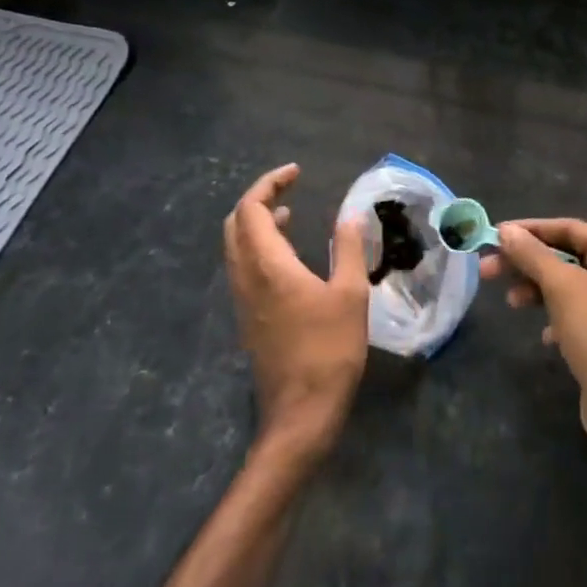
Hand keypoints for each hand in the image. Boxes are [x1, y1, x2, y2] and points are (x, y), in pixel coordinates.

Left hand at [223, 164, 369, 457]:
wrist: (300, 414)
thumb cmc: (329, 350)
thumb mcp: (351, 294)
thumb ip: (349, 248)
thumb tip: (350, 214)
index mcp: (267, 266)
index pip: (251, 209)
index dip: (270, 183)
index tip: (296, 172)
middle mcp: (246, 277)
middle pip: (235, 224)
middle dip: (259, 199)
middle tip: (289, 188)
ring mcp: (243, 300)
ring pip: (236, 246)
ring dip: (257, 222)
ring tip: (290, 212)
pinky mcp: (248, 318)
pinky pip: (243, 266)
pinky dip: (260, 245)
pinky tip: (288, 254)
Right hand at [480, 218, 586, 454]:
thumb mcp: (561, 286)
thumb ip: (532, 255)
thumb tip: (506, 231)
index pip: (569, 228)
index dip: (530, 230)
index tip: (496, 235)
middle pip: (566, 257)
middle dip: (527, 263)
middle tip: (488, 270)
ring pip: (569, 287)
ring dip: (538, 290)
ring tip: (511, 303)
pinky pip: (577, 315)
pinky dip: (556, 318)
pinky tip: (545, 336)